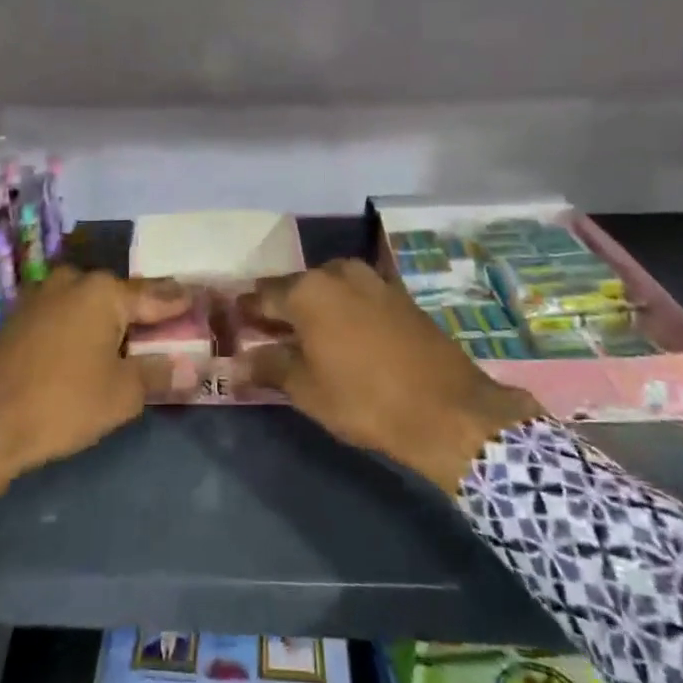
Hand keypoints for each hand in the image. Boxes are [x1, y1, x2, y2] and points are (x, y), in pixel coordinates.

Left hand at [0, 268, 190, 492]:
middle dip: (142, 307)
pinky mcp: (18, 317)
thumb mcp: (121, 394)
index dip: (179, 302)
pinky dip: (81, 325)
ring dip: (109, 316)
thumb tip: (195, 366)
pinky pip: (63, 314)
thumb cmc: (61, 403)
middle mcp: (72, 283)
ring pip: (88, 302)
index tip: (199, 299)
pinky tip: (87, 344)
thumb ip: (159, 373)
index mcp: (103, 293)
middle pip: (119, 294)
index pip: (155, 296)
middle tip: (167, 320)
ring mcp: (40, 297)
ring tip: (129, 334)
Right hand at [238, 259, 545, 492]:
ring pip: (329, 287)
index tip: (236, 325)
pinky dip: (343, 308)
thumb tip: (235, 363)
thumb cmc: (365, 400)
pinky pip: (356, 294)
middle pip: (297, 286)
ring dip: (314, 306)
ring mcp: (373, 279)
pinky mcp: (399, 293)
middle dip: (281, 307)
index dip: (247, 311)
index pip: (263, 295)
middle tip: (269, 333)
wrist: (448, 409)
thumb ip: (269, 367)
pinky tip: (343, 334)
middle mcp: (338, 272)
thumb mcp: (308, 389)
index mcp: (309, 290)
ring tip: (306, 336)